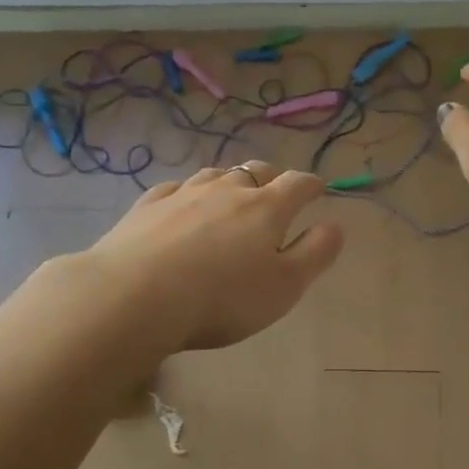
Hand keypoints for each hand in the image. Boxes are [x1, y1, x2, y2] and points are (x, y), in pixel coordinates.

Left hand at [83, 161, 344, 352]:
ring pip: (216, 175)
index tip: (319, 190)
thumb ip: (315, 254)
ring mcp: (184, 193)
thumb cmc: (222, 297)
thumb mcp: (285, 286)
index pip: (298, 184)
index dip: (312, 185)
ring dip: (231, 181)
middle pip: (257, 171)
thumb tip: (335, 225)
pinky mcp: (147, 206)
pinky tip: (183, 203)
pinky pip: (176, 188)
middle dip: (273, 178)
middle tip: (278, 192)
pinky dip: (189, 193)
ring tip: (233, 195)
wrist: (134, 296)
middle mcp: (227, 190)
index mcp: (266, 207)